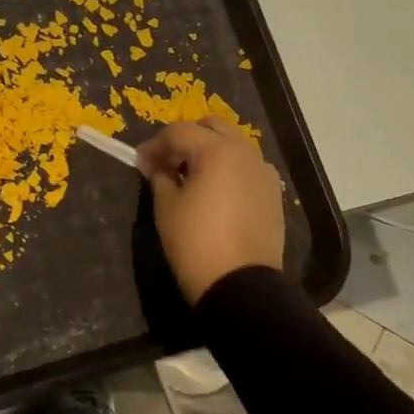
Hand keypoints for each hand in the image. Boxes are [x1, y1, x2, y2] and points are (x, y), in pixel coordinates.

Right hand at [137, 118, 285, 304]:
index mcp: (217, 151)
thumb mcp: (167, 207)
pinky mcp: (273, 193)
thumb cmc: (196, 242)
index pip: (179, 132)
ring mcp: (264, 172)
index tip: (140, 161)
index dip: (155, 144)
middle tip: (167, 161)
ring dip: (209, 151)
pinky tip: (214, 192)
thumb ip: (159, 176)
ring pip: (233, 145)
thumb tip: (154, 164)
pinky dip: (227, 169)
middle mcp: (246, 153)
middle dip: (186, 138)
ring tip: (189, 177)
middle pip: (212, 127)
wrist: (240, 285)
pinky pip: (246, 168)